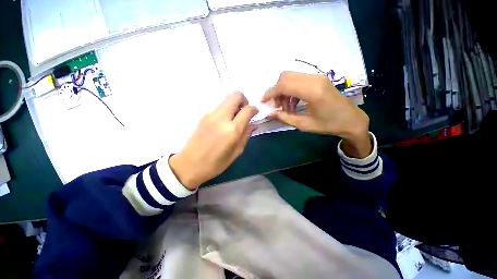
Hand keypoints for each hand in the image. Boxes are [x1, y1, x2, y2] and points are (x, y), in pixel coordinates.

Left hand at [169, 92, 258, 189]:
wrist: (189, 165)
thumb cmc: (215, 164)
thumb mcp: (236, 152)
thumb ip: (246, 135)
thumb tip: (253, 125)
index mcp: (232, 130)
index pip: (247, 110)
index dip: (254, 109)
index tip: (255, 113)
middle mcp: (221, 118)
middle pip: (236, 95)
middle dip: (244, 100)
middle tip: (244, 111)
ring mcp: (211, 115)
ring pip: (226, 99)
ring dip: (234, 104)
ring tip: (235, 118)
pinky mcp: (203, 115)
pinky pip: (219, 106)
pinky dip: (226, 109)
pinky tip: (224, 121)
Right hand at [262, 71, 370, 157]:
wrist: (351, 120)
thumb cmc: (328, 125)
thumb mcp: (304, 125)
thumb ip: (284, 117)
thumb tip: (269, 113)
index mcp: (312, 91)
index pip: (283, 85)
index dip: (270, 93)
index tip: (263, 101)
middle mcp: (314, 79)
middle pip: (285, 77)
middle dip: (276, 91)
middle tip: (276, 106)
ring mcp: (317, 77)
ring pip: (291, 77)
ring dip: (283, 91)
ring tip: (286, 107)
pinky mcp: (319, 78)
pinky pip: (298, 80)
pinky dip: (291, 90)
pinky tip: (293, 103)